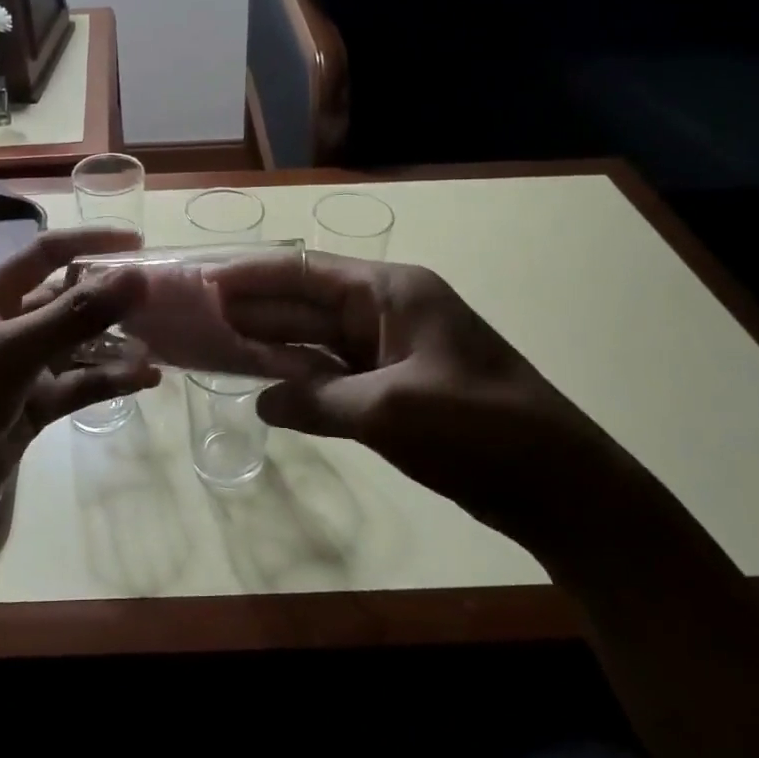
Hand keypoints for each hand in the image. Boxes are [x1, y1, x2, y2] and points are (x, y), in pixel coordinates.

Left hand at [0, 226, 160, 538]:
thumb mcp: (10, 350)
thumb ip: (75, 315)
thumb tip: (137, 276)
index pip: (46, 254)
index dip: (89, 242)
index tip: (138, 244)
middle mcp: (6, 325)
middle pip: (66, 300)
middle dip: (110, 299)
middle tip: (160, 300)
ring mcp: (19, 369)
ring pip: (76, 346)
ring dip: (114, 344)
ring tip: (160, 344)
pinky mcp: (30, 409)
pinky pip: (77, 386)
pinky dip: (108, 381)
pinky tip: (145, 379)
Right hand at [208, 252, 635, 542]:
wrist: (559, 485)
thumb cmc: (477, 428)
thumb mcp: (388, 410)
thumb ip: (316, 400)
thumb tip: (262, 403)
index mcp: (393, 293)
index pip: (307, 273)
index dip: (254, 276)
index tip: (205, 281)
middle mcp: (390, 312)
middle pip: (309, 303)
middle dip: (257, 307)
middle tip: (199, 314)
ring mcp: (395, 351)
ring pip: (321, 340)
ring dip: (275, 344)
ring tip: (219, 343)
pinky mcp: (398, 389)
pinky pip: (337, 374)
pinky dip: (303, 379)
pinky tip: (268, 385)